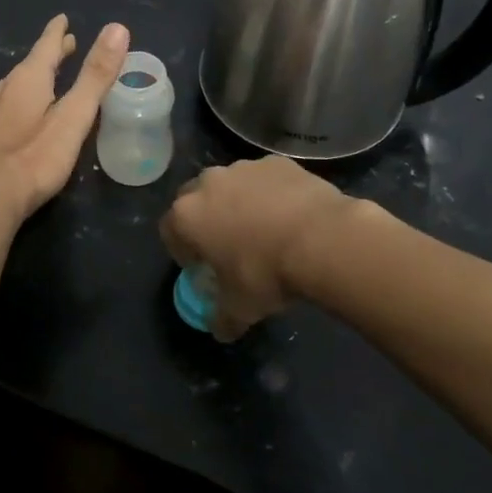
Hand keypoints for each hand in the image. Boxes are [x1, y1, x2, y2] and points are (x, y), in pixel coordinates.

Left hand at [0, 15, 130, 224]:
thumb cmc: (35, 158)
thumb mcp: (74, 117)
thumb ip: (95, 76)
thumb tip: (117, 28)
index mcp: (27, 80)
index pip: (46, 46)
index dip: (57, 32)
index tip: (63, 18)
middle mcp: (3, 89)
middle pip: (30, 64)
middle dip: (49, 55)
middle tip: (66, 45)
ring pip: (15, 85)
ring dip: (34, 77)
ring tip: (47, 78)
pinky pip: (5, 105)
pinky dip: (20, 99)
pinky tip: (21, 114)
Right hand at [159, 156, 350, 340]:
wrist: (323, 240)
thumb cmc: (266, 273)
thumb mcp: (240, 308)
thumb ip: (222, 318)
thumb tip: (220, 330)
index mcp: (187, 215)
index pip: (169, 230)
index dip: (181, 251)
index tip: (200, 267)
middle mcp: (208, 183)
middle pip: (195, 200)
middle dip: (206, 220)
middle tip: (228, 245)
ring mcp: (244, 168)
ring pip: (231, 185)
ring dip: (238, 203)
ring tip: (264, 230)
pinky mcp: (277, 162)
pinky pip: (265, 179)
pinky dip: (271, 194)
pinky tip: (291, 216)